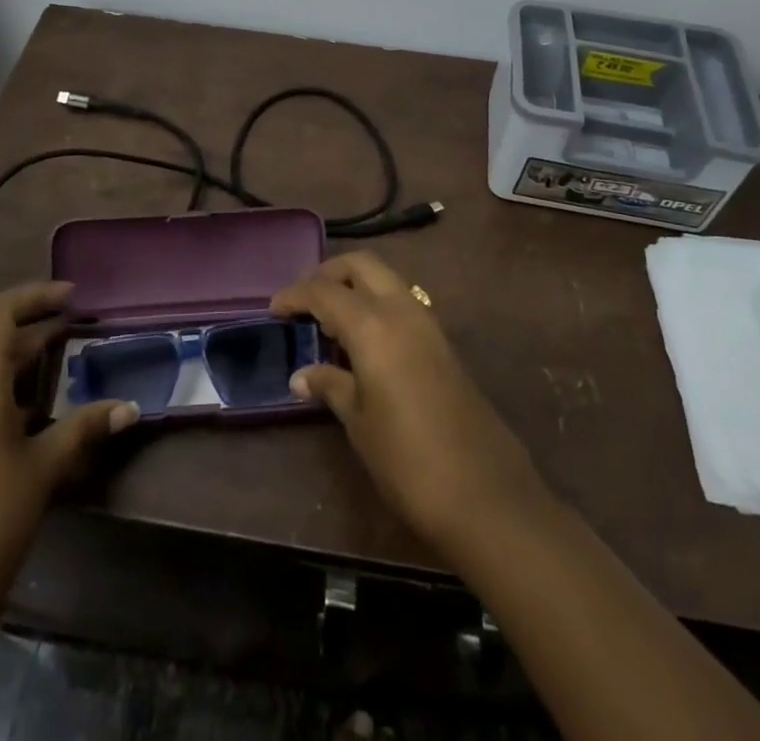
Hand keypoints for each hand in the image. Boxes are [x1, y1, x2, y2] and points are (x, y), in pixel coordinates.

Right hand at [271, 251, 547, 554]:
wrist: (485, 493)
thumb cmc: (408, 459)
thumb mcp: (359, 422)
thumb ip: (330, 386)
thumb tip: (301, 375)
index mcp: (373, 324)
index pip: (325, 291)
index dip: (296, 295)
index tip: (274, 308)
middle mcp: (402, 310)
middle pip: (361, 266)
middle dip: (329, 273)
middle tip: (304, 300)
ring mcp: (428, 323)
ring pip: (386, 280)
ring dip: (356, 287)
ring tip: (330, 321)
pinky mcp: (443, 343)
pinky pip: (402, 303)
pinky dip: (377, 305)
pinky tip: (363, 341)